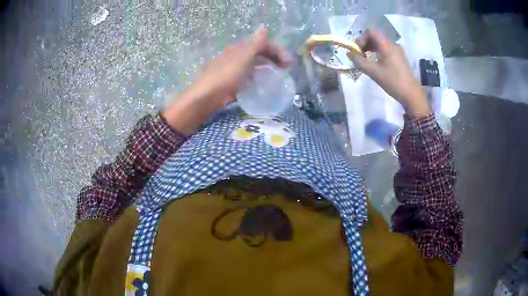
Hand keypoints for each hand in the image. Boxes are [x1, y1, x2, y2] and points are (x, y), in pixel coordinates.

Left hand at [162, 28, 291, 135]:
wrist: (205, 98)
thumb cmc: (225, 76)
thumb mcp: (243, 58)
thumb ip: (255, 45)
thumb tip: (263, 28)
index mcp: (239, 48)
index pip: (262, 43)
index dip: (277, 50)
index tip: (289, 63)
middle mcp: (236, 56)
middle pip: (258, 53)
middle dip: (274, 57)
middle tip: (286, 69)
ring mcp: (233, 69)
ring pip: (253, 64)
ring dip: (267, 67)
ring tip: (277, 76)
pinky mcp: (231, 82)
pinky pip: (248, 76)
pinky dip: (258, 77)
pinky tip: (262, 85)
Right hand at [348, 30, 429, 117]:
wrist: (411, 95)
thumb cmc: (393, 82)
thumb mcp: (374, 72)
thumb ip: (359, 61)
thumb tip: (349, 54)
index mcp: (387, 45)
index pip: (370, 32)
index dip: (361, 39)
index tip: (357, 51)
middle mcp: (393, 44)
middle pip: (375, 37)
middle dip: (364, 44)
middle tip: (359, 57)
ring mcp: (397, 51)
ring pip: (380, 44)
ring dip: (370, 49)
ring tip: (366, 61)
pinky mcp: (399, 58)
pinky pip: (385, 50)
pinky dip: (377, 53)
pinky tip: (375, 64)